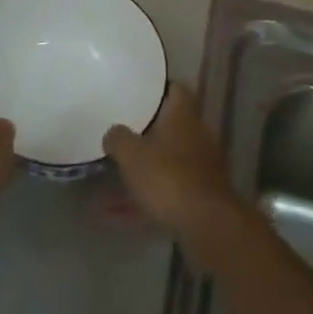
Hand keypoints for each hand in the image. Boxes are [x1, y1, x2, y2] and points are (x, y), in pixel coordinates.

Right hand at [103, 84, 237, 236]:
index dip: (159, 89)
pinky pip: (165, 194)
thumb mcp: (133, 155)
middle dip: (146, 134)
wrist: (207, 225)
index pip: (176, 89)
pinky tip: (114, 218)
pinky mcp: (199, 198)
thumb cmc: (168, 177)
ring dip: (140, 174)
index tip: (139, 93)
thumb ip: (119, 139)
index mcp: (183, 116)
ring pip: (165, 165)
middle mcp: (197, 136)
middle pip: (171, 128)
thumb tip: (113, 132)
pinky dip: (142, 202)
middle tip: (121, 137)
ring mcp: (201, 168)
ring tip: (105, 186)